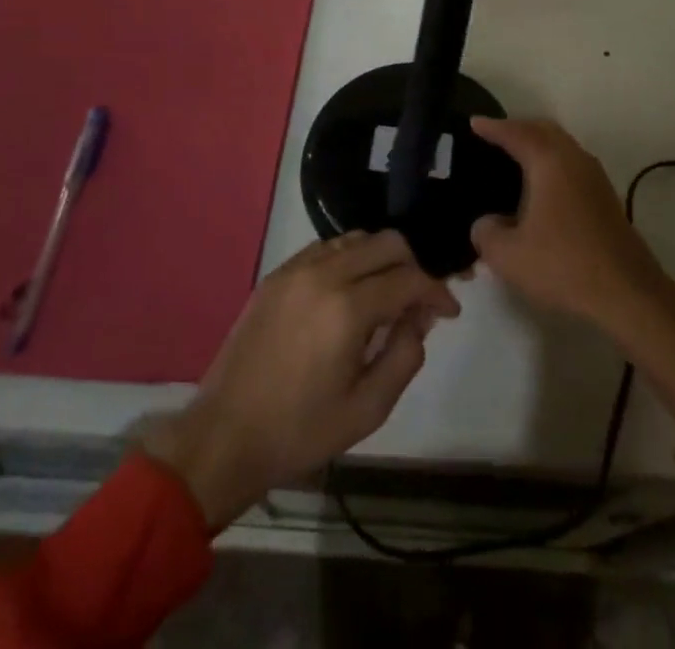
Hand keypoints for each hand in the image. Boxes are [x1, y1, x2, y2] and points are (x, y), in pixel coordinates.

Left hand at [144, 230, 457, 528]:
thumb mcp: (368, 409)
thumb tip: (421, 318)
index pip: (409, 278)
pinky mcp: (277, 274)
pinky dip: (349, 260)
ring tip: (386, 296)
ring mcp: (296, 269)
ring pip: (356, 239)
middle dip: (412, 266)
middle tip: (419, 302)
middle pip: (387, 243)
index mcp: (348, 309)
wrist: (225, 436)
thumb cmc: (300, 431)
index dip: (436, 291)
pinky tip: (350, 292)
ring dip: (380, 259)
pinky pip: (326, 248)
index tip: (449, 310)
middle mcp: (324, 274)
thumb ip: (405, 356)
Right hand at [469, 117, 674, 423]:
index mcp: (549, 161)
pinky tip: (539, 188)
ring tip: (513, 159)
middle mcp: (574, 159)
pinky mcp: (604, 197)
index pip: (516, 133)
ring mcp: (594, 177)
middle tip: (493, 137)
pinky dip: (550, 163)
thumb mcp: (508, 255)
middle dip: (518, 128)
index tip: (473, 122)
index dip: (492, 127)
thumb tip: (485, 223)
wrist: (627, 291)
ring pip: (561, 146)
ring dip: (537, 145)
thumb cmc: (564, 265)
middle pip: (543, 130)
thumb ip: (486, 233)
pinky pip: (570, 164)